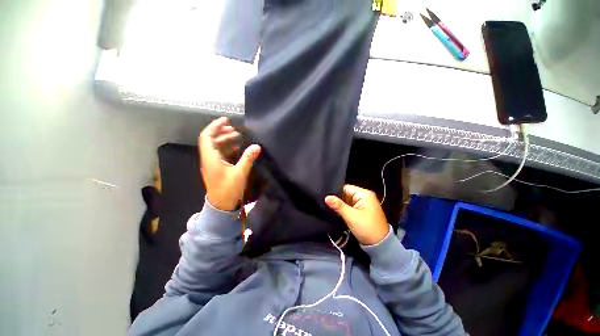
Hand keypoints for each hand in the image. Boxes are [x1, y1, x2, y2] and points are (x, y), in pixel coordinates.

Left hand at [199, 117, 260, 210]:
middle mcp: (208, 159)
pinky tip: (237, 148)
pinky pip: (220, 154)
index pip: (207, 137)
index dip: (215, 126)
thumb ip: (248, 158)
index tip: (226, 120)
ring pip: (216, 147)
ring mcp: (212, 164)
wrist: (221, 205)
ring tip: (237, 136)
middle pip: (211, 140)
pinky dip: (227, 148)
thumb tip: (257, 146)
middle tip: (234, 129)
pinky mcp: (216, 168)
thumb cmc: (228, 189)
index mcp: (210, 158)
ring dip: (225, 140)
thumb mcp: (240, 173)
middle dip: (222, 132)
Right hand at [325, 185, 388, 245]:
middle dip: (337, 199)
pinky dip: (344, 209)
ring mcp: (363, 204)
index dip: (335, 192)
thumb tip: (326, 197)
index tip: (326, 196)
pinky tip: (337, 212)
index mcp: (364, 194)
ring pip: (347, 201)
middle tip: (326, 203)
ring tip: (330, 207)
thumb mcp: (351, 216)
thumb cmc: (367, 228)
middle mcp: (364, 197)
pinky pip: (349, 206)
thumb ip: (338, 205)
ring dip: (340, 205)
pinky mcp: (361, 211)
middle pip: (346, 194)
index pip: (345, 188)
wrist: (380, 245)